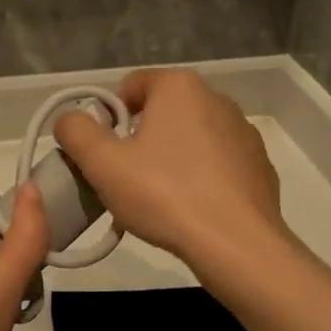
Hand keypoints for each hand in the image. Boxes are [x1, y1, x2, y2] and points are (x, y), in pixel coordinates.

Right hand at [54, 68, 287, 268]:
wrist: (237, 245)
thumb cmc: (164, 195)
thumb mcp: (102, 163)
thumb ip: (75, 131)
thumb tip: (71, 120)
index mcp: (180, 86)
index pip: (130, 86)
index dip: (107, 117)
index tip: (102, 154)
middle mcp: (216, 98)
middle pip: (160, 112)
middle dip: (138, 140)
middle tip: (124, 180)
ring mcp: (243, 132)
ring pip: (189, 138)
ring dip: (169, 159)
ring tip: (157, 201)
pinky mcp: (259, 165)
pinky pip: (216, 163)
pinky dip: (199, 178)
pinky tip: (190, 210)